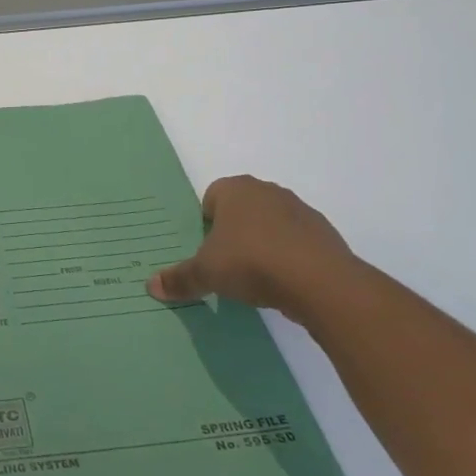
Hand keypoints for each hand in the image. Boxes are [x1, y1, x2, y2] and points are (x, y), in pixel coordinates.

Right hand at [146, 176, 359, 325]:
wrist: (320, 282)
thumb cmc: (252, 262)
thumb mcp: (206, 273)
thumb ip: (180, 278)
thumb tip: (151, 286)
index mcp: (235, 189)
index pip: (210, 197)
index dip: (205, 223)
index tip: (205, 250)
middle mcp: (267, 191)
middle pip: (241, 209)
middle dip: (233, 233)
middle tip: (226, 263)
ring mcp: (300, 211)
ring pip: (270, 225)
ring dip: (262, 245)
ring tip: (256, 278)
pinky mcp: (324, 234)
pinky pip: (296, 243)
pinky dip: (288, 258)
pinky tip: (283, 283)